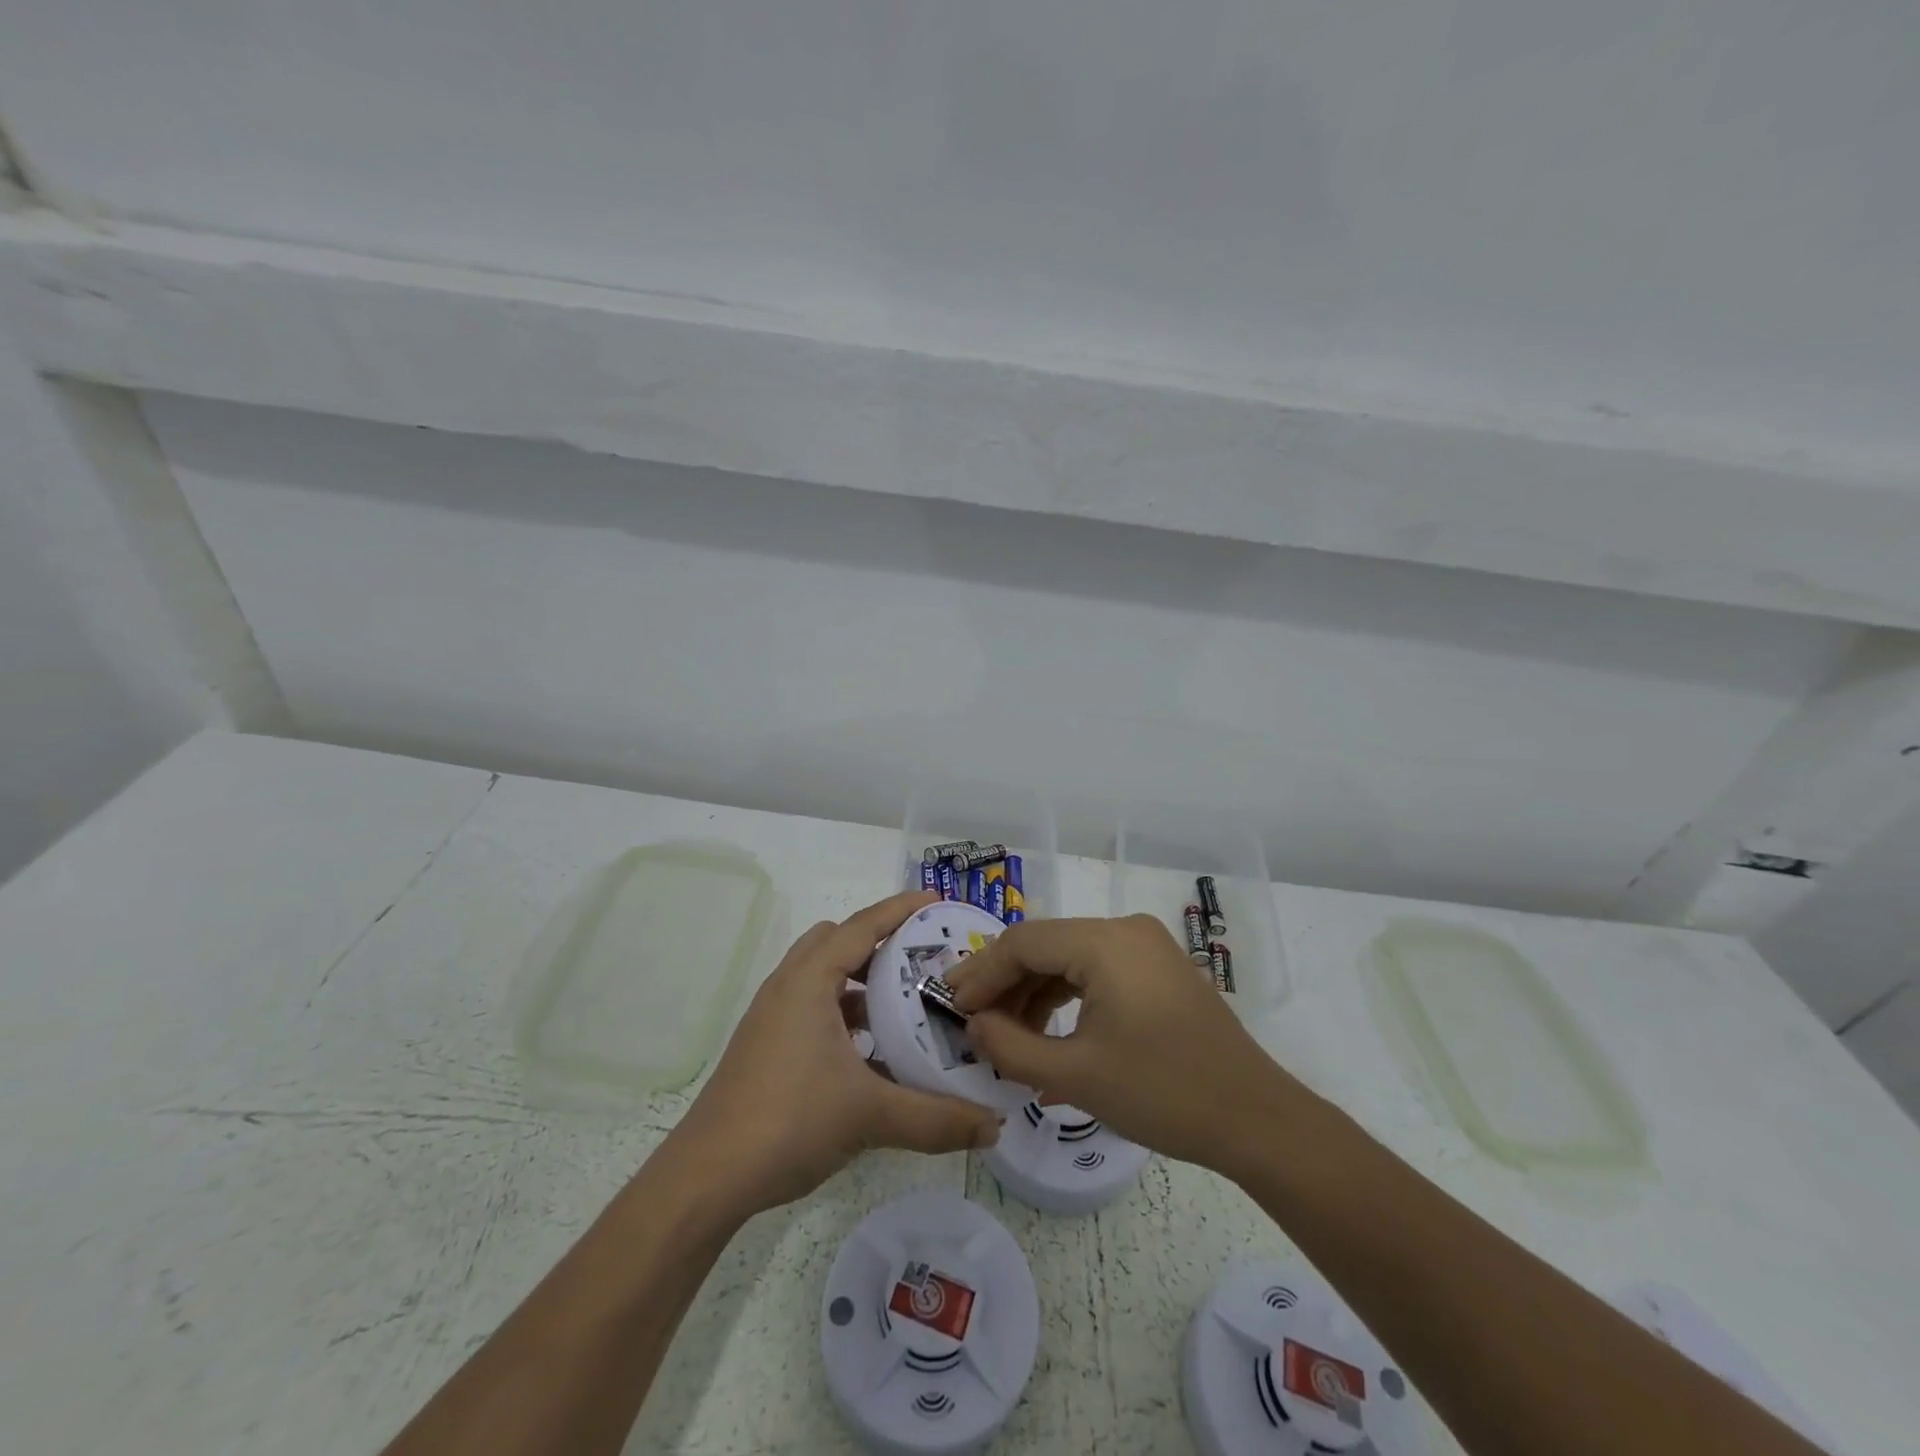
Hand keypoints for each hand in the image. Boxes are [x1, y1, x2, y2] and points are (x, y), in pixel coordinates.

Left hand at [667, 890, 1000, 1216]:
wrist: (707, 1178)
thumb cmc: (789, 1122)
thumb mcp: (870, 1115)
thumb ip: (937, 1119)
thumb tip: (995, 1127)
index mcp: (809, 980)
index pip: (863, 926)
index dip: (901, 909)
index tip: (937, 901)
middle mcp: (788, 986)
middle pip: (838, 941)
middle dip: (880, 942)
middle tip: (923, 959)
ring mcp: (773, 1017)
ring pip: (823, 976)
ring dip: (861, 981)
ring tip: (904, 1004)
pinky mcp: (767, 1045)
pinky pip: (813, 1008)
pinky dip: (844, 1014)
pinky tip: (872, 1053)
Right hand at [945, 914, 1299, 1174]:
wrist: (1256, 1119)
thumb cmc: (1163, 1093)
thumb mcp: (1076, 1075)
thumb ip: (1012, 1047)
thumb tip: (974, 1024)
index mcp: (1105, 942)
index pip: (1023, 943)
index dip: (981, 973)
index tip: (951, 1005)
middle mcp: (1125, 930)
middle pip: (1046, 946)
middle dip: (1005, 984)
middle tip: (972, 1020)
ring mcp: (1146, 947)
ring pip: (1070, 959)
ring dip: (1034, 994)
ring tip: (1006, 1037)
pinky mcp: (1158, 969)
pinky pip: (1098, 972)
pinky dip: (1068, 999)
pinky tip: (1047, 1038)